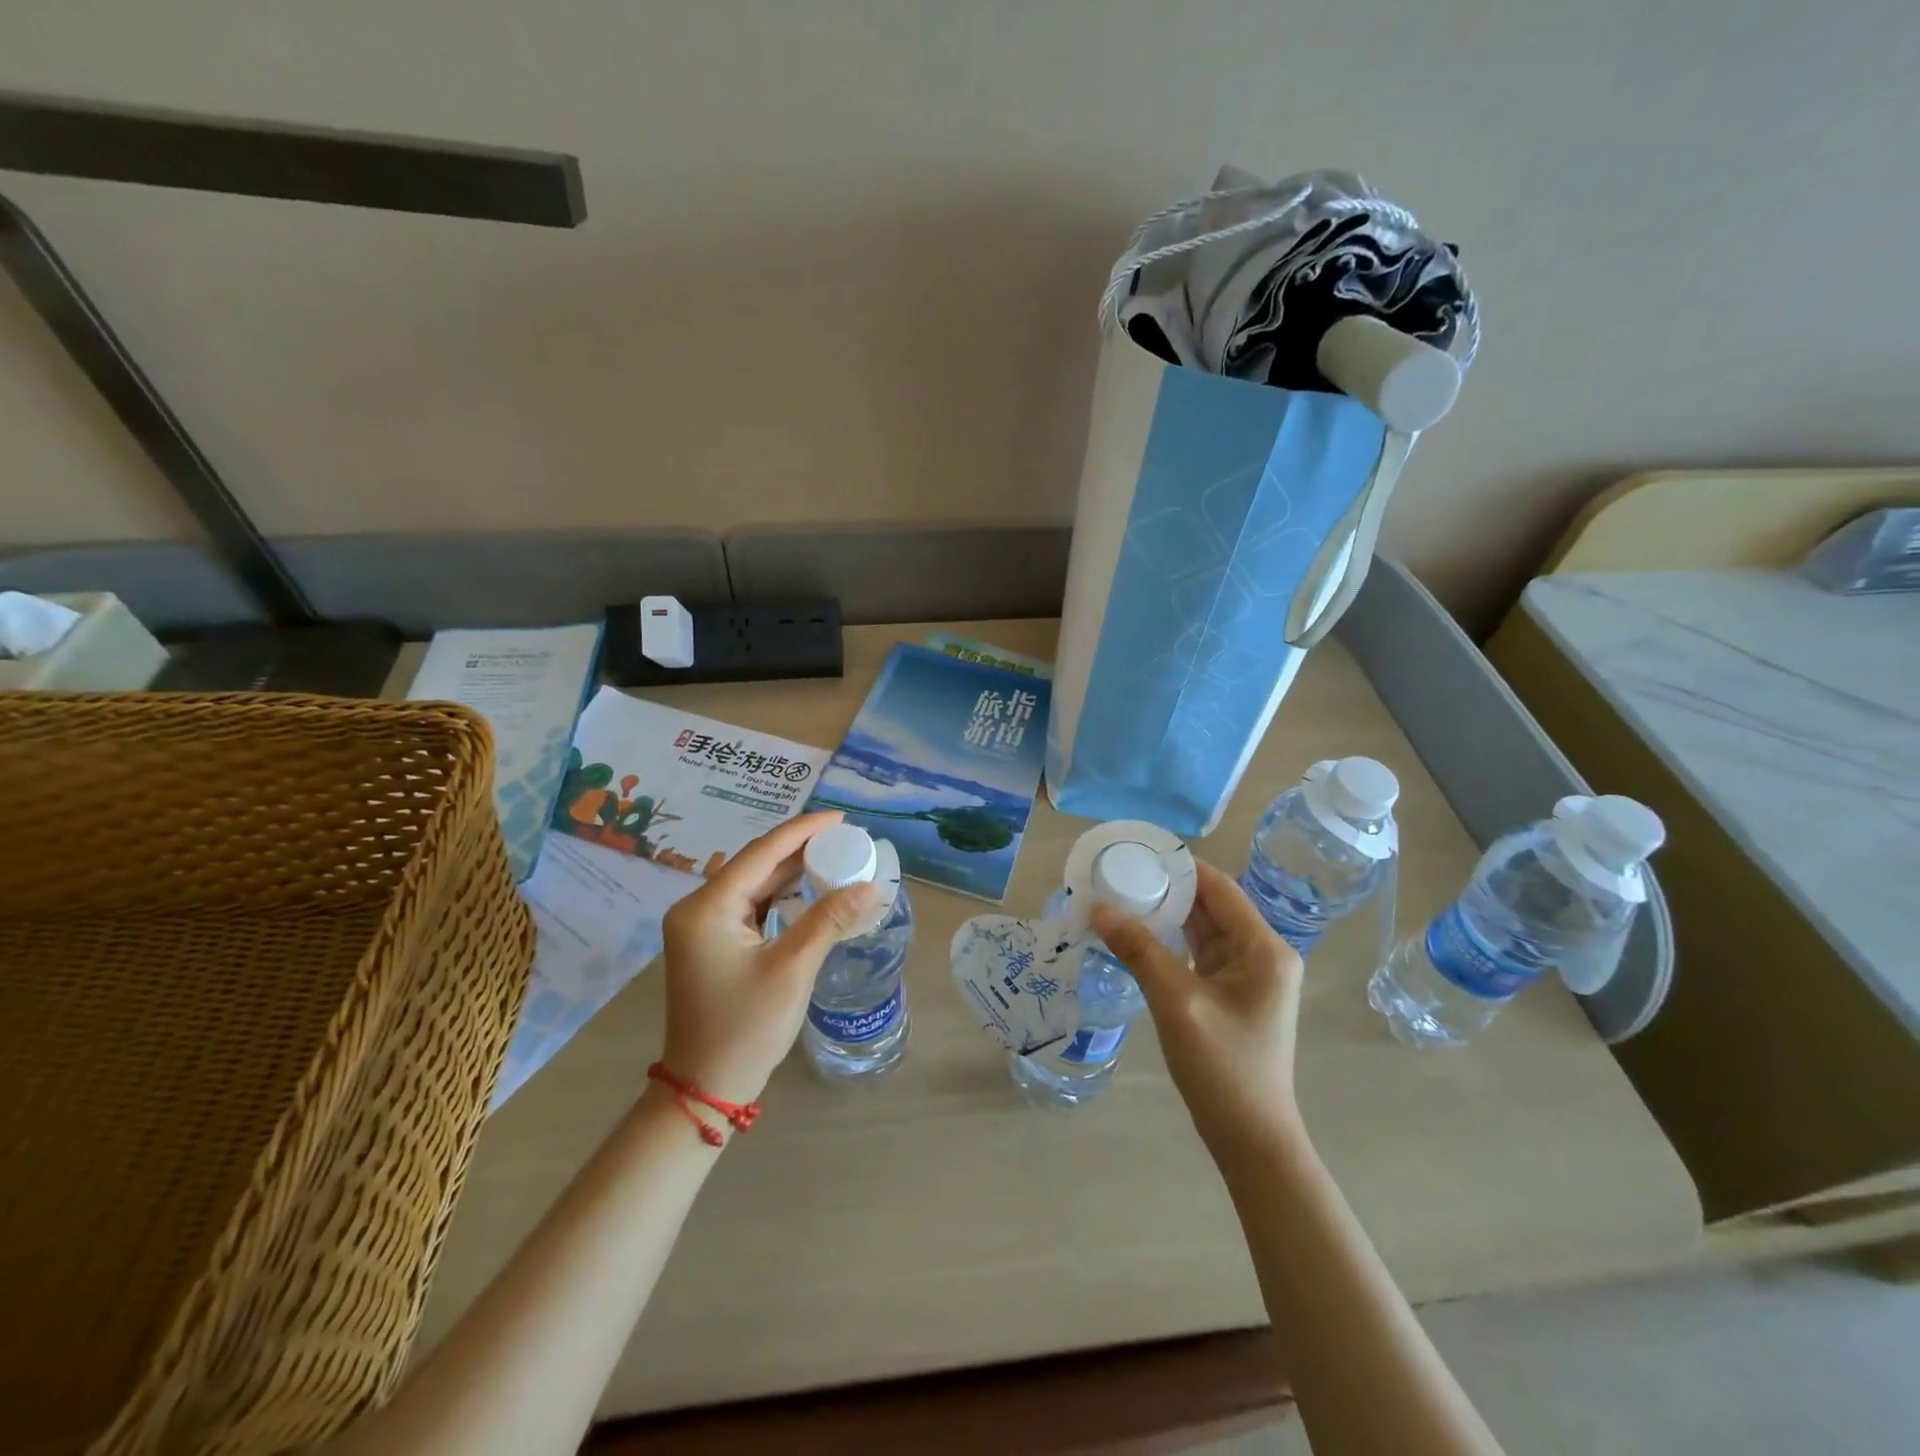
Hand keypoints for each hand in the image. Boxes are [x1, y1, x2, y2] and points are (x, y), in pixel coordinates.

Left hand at [657, 811, 878, 1107]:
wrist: (705, 1087)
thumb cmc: (746, 1028)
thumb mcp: (792, 969)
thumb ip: (830, 920)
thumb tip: (872, 886)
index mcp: (707, 907)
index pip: (761, 853)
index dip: (803, 830)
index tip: (841, 819)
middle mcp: (697, 908)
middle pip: (755, 864)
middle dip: (800, 849)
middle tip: (845, 838)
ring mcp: (702, 927)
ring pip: (754, 884)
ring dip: (792, 871)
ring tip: (834, 856)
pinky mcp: (711, 943)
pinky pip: (750, 905)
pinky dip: (781, 896)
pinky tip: (809, 889)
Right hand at [1091, 860, 1304, 1159]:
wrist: (1250, 1139)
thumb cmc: (1223, 1068)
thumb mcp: (1177, 1002)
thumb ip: (1138, 949)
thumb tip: (1097, 907)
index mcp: (1264, 949)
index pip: (1219, 888)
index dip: (1180, 865)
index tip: (1137, 851)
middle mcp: (1262, 954)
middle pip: (1211, 905)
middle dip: (1167, 888)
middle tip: (1120, 872)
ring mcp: (1249, 976)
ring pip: (1203, 929)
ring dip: (1167, 913)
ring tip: (1122, 895)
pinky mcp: (1233, 994)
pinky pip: (1199, 953)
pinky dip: (1171, 940)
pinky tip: (1138, 933)